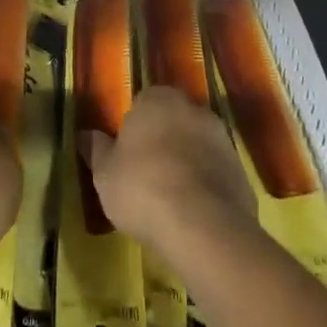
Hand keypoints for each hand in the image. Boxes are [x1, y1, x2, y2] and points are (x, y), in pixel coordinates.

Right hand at [83, 86, 254, 259]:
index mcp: (157, 100)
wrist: (203, 226)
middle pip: (173, 119)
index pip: (143, 102)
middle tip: (146, 172)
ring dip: (186, 160)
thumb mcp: (105, 173)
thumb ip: (96, 150)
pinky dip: (206, 183)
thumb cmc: (142, 189)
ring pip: (197, 143)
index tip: (126, 153)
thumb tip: (85, 135)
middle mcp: (193, 109)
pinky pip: (216, 170)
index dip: (134, 126)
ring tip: (170, 195)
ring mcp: (222, 138)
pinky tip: (193, 210)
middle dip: (162, 139)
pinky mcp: (241, 169)